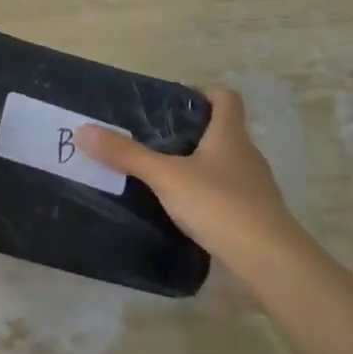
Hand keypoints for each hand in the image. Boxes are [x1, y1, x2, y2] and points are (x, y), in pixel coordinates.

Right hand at [76, 88, 300, 272]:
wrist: (269, 260)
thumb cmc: (220, 204)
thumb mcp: (166, 177)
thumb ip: (127, 155)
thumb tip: (83, 130)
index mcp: (230, 135)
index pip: (226, 98)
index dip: (204, 93)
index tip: (176, 102)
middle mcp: (247, 154)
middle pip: (224, 131)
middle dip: (193, 132)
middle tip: (157, 140)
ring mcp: (255, 187)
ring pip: (225, 164)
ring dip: (200, 165)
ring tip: (165, 176)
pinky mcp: (255, 216)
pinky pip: (229, 194)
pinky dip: (209, 195)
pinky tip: (187, 210)